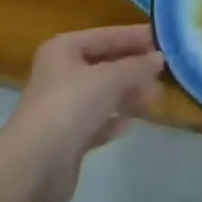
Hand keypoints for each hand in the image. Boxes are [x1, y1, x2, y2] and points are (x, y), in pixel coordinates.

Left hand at [0, 26, 164, 201]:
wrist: (36, 165)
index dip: (134, 36)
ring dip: (128, 94)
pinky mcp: (67, 138)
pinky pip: (97, 121)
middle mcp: (60, 73)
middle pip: (103, 64)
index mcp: (63, 49)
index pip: (105, 35)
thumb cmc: (71, 106)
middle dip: (133, 67)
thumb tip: (159, 58)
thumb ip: (136, 67)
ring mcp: (62, 107)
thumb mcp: (109, 78)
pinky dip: (114, 120)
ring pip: (102, 94)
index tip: (163, 38)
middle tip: (165, 71)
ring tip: (156, 97)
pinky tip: (131, 124)